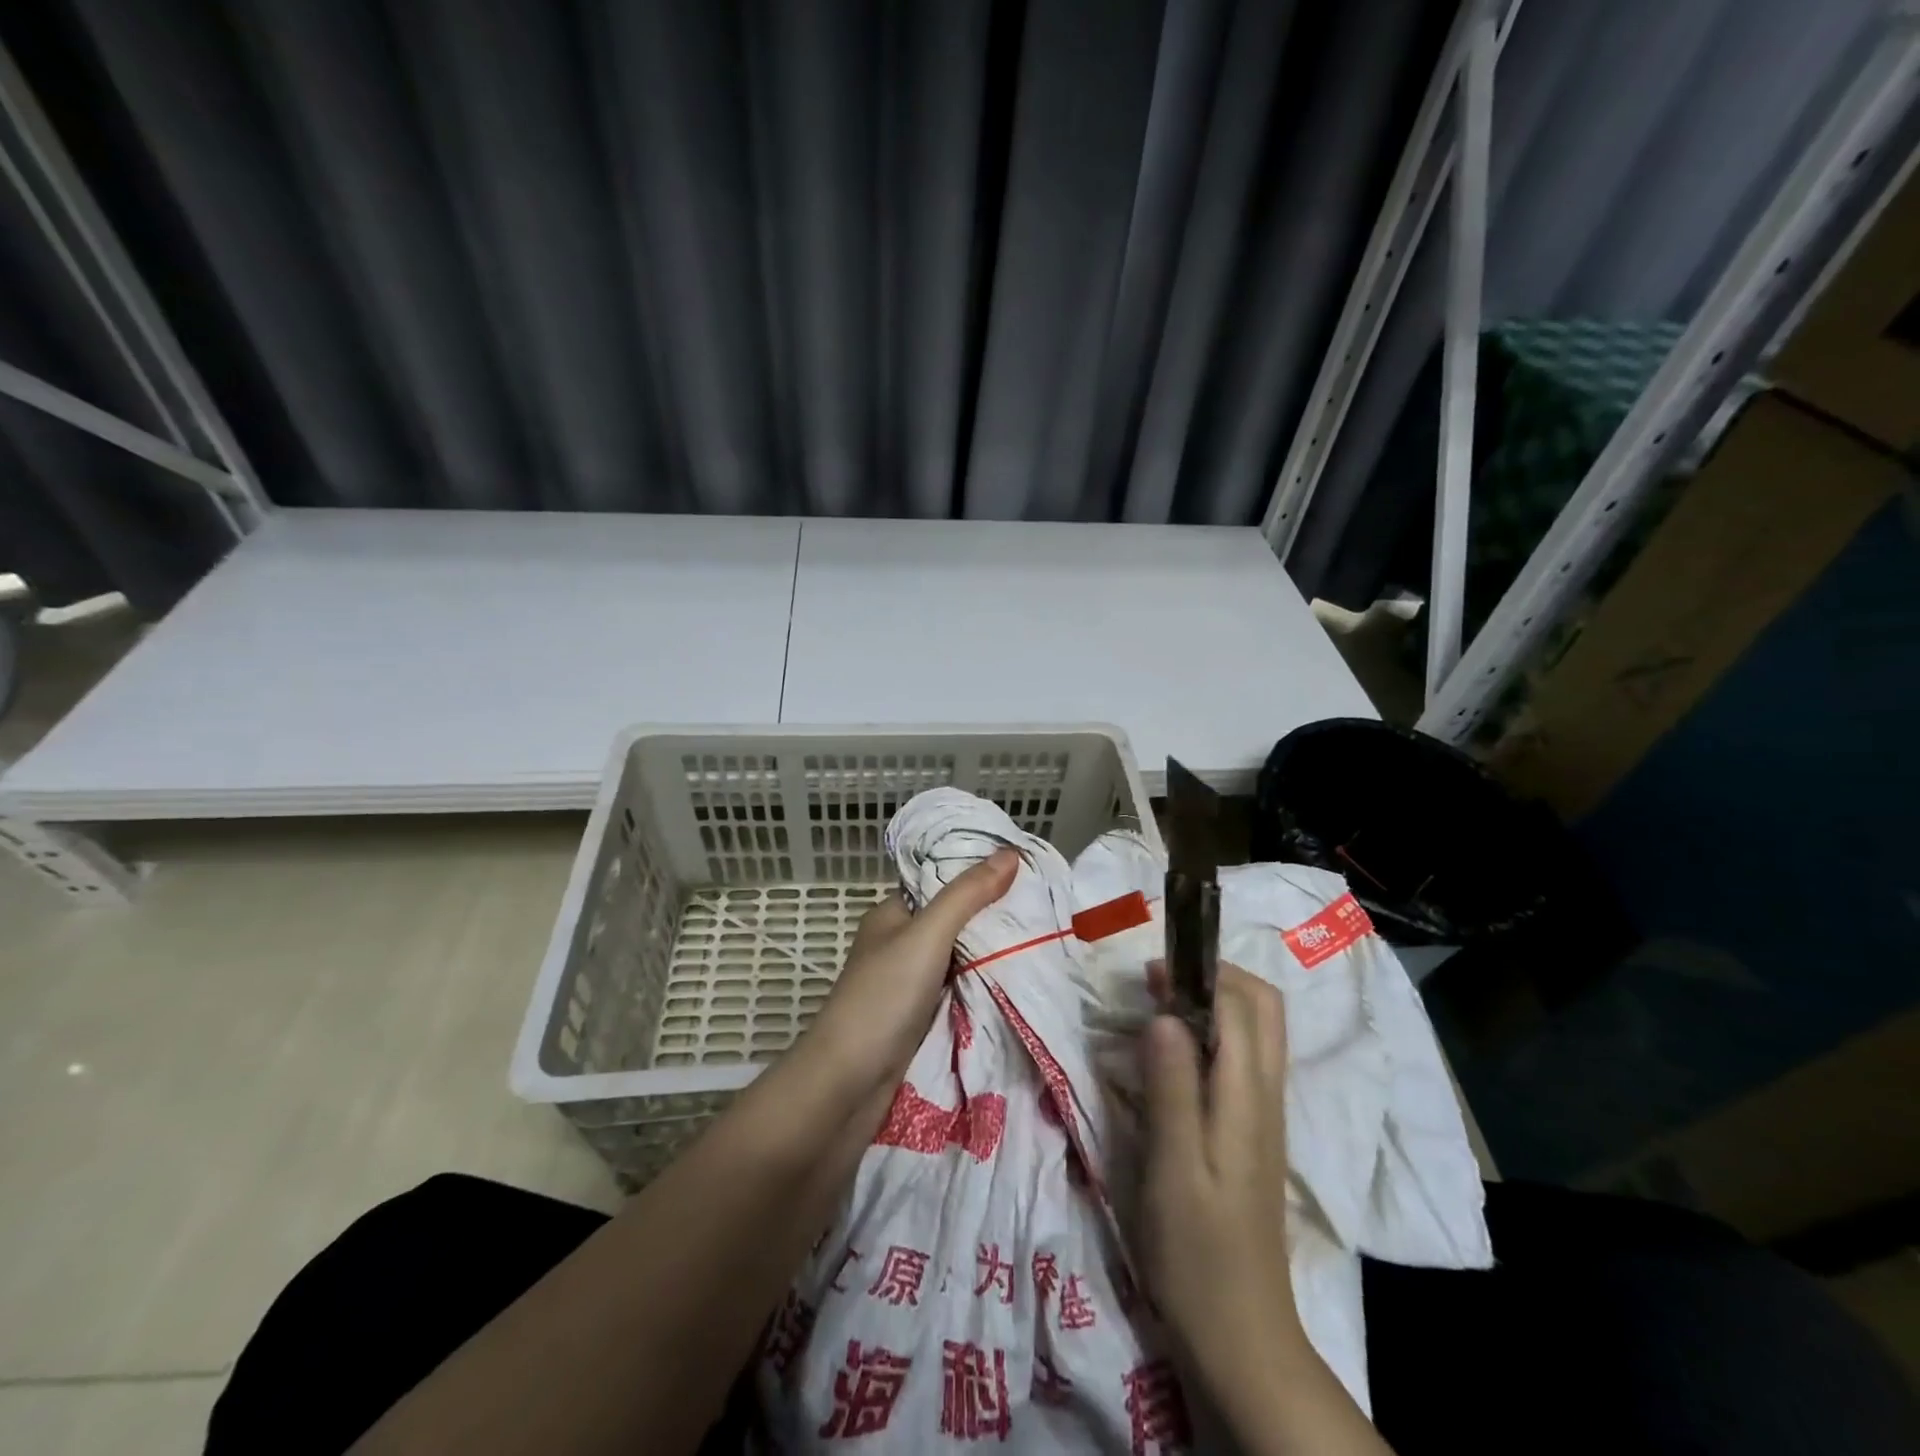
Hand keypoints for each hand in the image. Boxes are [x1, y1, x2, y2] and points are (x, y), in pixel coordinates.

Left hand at [806, 848, 1018, 1094]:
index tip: (1025, 872)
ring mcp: (907, 985)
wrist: (846, 1087)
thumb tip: (1010, 851)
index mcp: (892, 915)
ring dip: (990, 956)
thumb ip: (967, 895)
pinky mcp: (917, 1020)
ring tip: (1042, 942)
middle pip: (953, 922)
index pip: (940, 882)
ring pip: (958, 960)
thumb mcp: (927, 936)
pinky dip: (982, 989)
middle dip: (991, 919)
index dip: (978, 875)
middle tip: (1043, 910)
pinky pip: (958, 994)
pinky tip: (1017, 984)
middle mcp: (898, 945)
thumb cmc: (882, 999)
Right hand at [1140, 963, 1306, 1412]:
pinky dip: (1211, 1037)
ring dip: (1213, 1004)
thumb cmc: (1197, 1251)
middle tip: (1158, 984)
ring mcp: (1264, 1115)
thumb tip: (1163, 1012)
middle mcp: (1266, 1094)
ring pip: (1255, 1032)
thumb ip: (1171, 1086)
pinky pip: (1241, 1061)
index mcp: (1248, 1096)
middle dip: (1215, 978)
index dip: (1198, 975)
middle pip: (1262, 1008)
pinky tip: (1172, 1058)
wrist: (1239, 1335)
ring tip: (1157, 1011)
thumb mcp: (1172, 1166)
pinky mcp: (1251, 1134)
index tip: (1149, 974)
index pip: (1240, 1005)